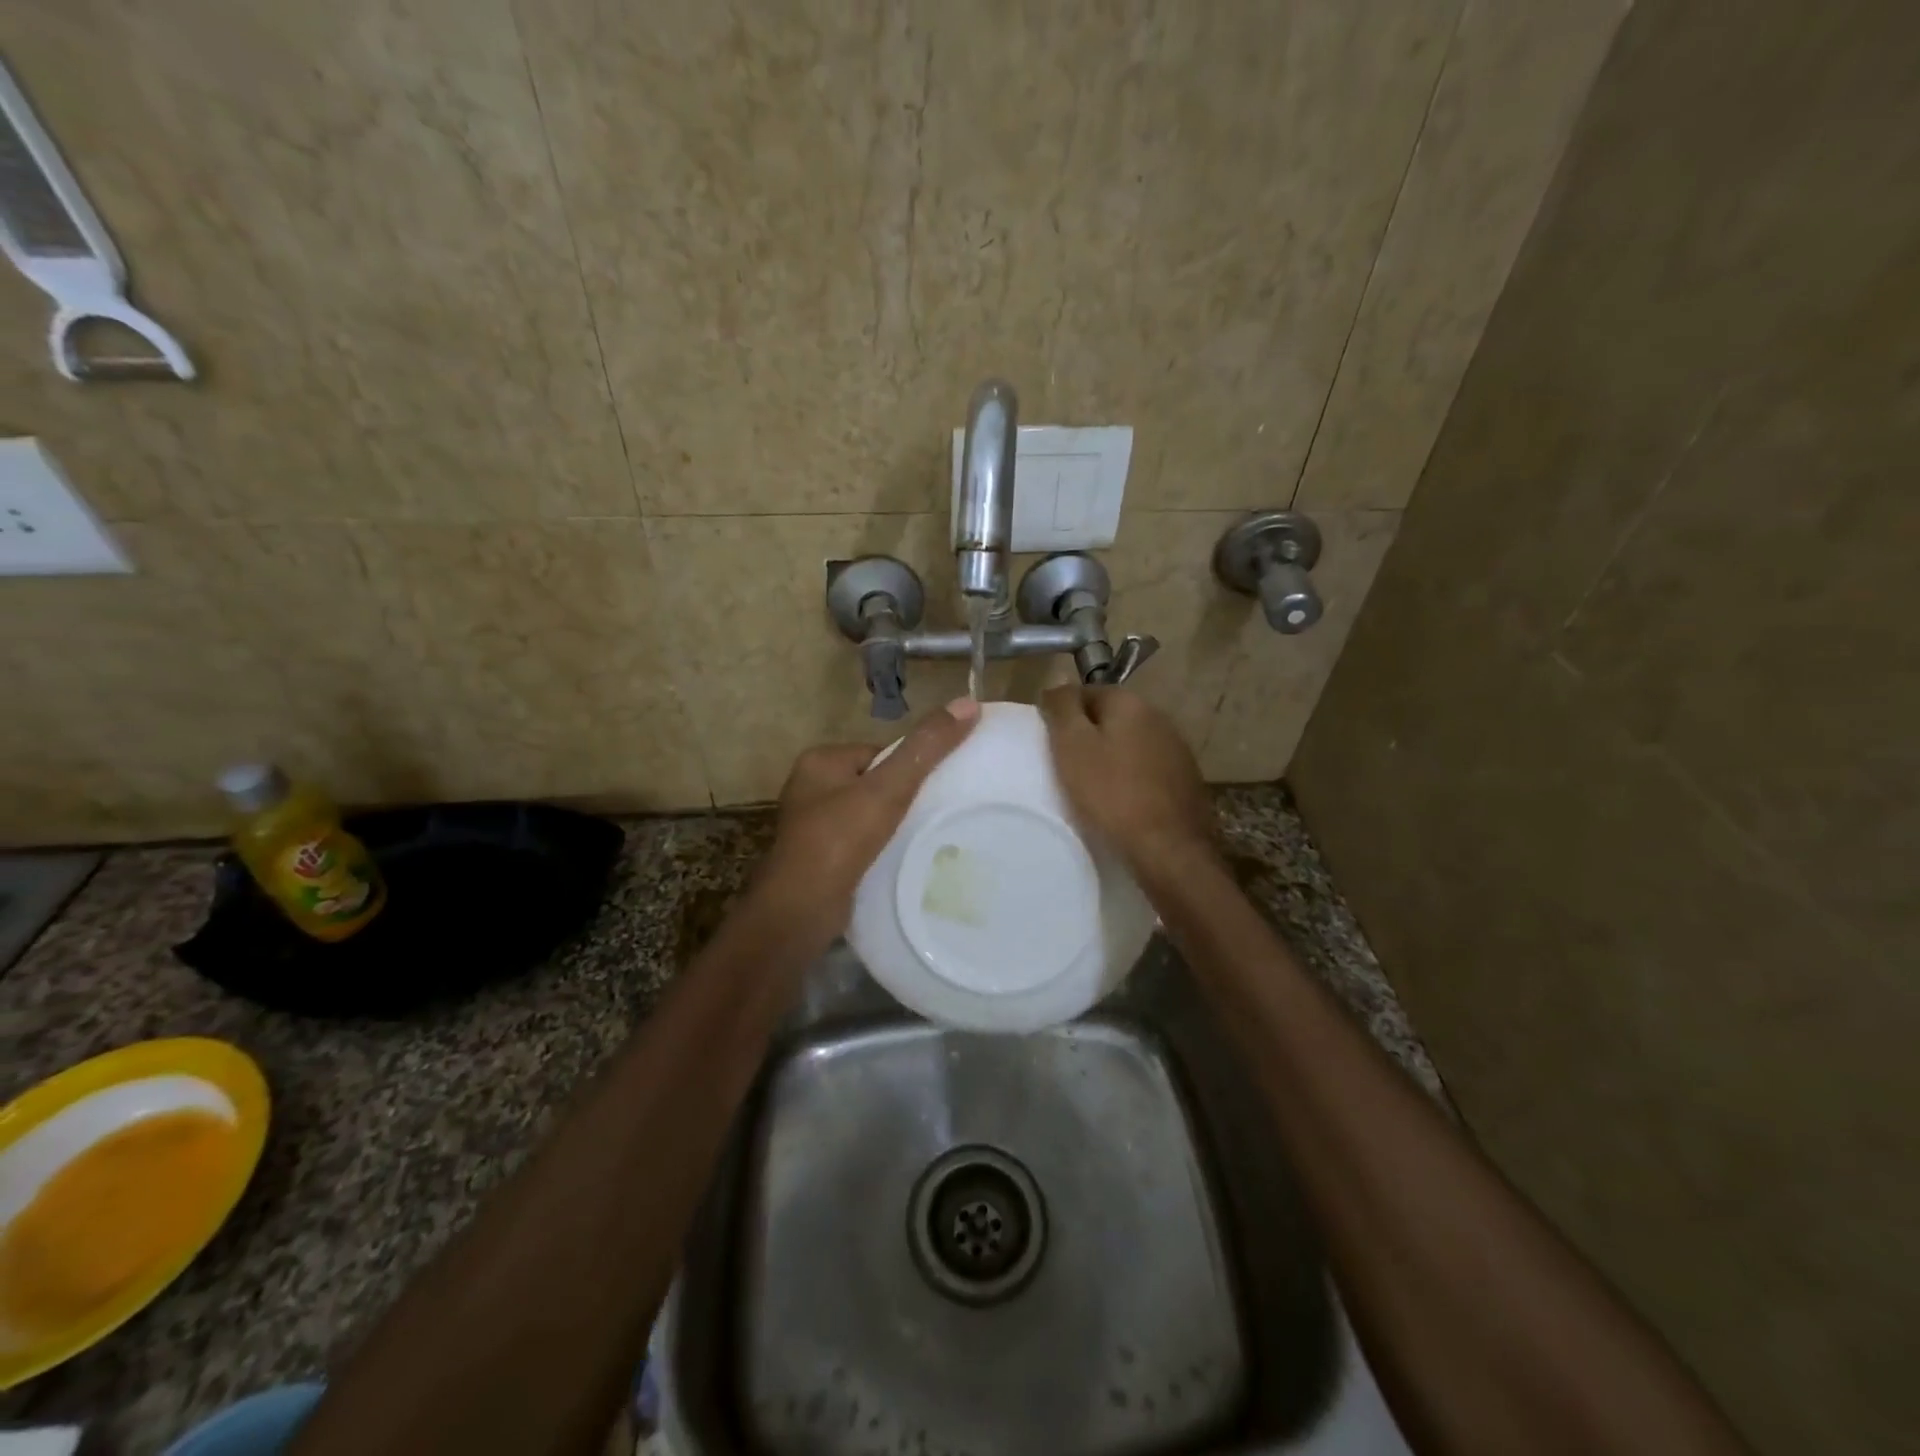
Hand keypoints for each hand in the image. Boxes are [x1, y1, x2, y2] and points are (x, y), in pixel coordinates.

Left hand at [758, 698, 981, 922]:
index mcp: (820, 761)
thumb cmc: (840, 840)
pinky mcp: (819, 858)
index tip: (935, 791)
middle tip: (932, 817)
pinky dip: (879, 849)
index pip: (881, 753)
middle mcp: (811, 788)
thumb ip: (926, 748)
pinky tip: (897, 860)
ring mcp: (812, 826)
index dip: (910, 769)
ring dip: (893, 826)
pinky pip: (860, 842)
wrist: (800, 910)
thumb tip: (969, 703)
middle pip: (876, 783)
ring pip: (869, 815)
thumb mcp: (889, 788)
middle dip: (902, 799)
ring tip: (919, 840)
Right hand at [1039, 686, 1217, 881]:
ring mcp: (1178, 749)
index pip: (1088, 691)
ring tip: (1091, 782)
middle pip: (1112, 716)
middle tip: (1065, 761)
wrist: (1167, 847)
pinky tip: (1121, 798)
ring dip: (1112, 755)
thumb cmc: (1111, 793)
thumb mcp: (1072, 746)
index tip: (1049, 738)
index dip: (1064, 712)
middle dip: (1089, 732)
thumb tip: (1057, 682)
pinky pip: (1148, 768)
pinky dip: (1131, 776)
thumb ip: (1063, 708)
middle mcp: (1160, 717)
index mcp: (1131, 703)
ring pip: (1132, 742)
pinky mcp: (1186, 780)